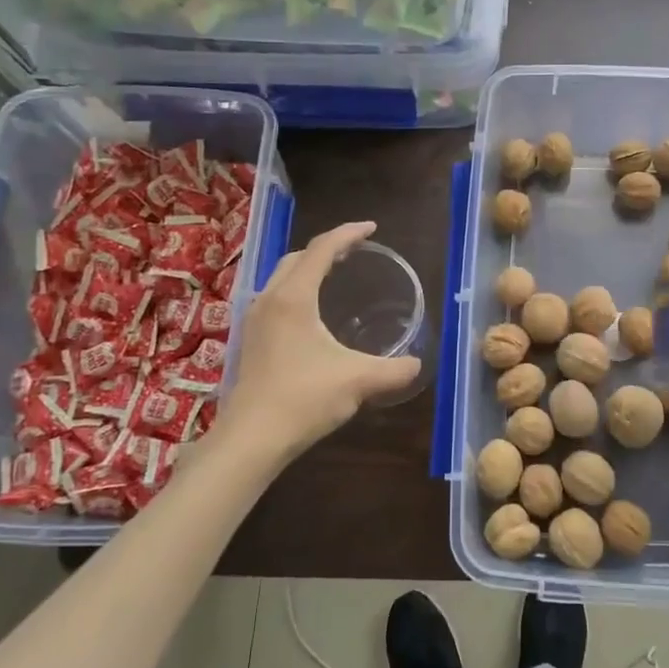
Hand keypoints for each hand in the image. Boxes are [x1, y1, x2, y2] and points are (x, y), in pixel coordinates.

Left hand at [217, 221, 422, 459]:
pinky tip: (313, 313)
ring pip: (282, 277)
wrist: (251, 439)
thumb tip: (417, 364)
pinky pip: (276, 297)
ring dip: (309, 268)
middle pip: (298, 257)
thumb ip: (394, 369)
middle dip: (328, 248)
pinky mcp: (251, 340)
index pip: (322, 249)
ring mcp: (255, 320)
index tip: (372, 228)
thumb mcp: (358, 381)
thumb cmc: (303, 400)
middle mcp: (269, 299)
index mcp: (293, 297)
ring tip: (336, 275)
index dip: (348, 234)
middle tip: (356, 251)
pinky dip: (298, 288)